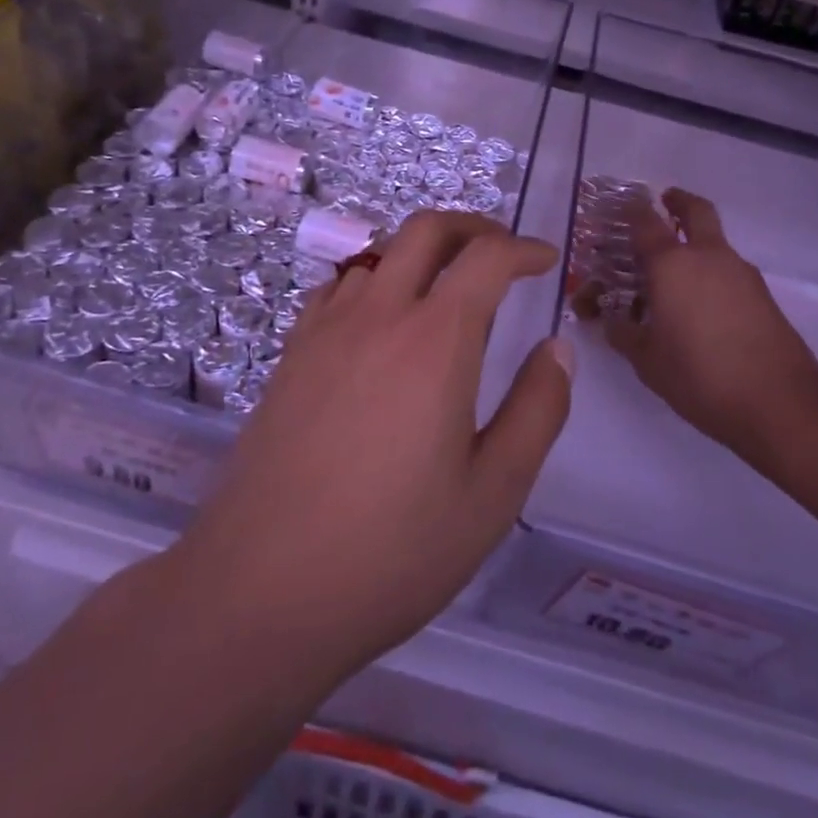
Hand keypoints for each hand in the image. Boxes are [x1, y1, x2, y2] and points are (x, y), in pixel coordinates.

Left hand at [177, 211, 571, 678]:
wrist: (259, 591)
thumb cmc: (391, 550)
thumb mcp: (493, 493)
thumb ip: (537, 410)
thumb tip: (557, 348)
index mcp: (435, 339)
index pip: (487, 258)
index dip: (524, 249)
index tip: (546, 261)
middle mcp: (379, 314)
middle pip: (426, 229)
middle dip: (473, 226)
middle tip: (501, 252)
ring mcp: (326, 329)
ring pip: (380, 254)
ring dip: (422, 254)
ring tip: (446, 292)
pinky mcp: (290, 353)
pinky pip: (339, 288)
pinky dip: (374, 281)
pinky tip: (380, 324)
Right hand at [578, 188, 817, 471]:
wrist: (779, 402)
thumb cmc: (700, 375)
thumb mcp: (647, 361)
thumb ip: (624, 334)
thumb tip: (611, 322)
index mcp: (672, 265)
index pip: (646, 223)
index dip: (632, 212)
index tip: (623, 208)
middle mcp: (708, 257)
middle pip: (696, 211)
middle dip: (679, 202)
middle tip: (665, 204)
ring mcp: (741, 273)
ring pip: (715, 242)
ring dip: (697, 243)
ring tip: (676, 274)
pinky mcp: (762, 294)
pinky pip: (729, 270)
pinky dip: (713, 273)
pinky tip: (702, 306)